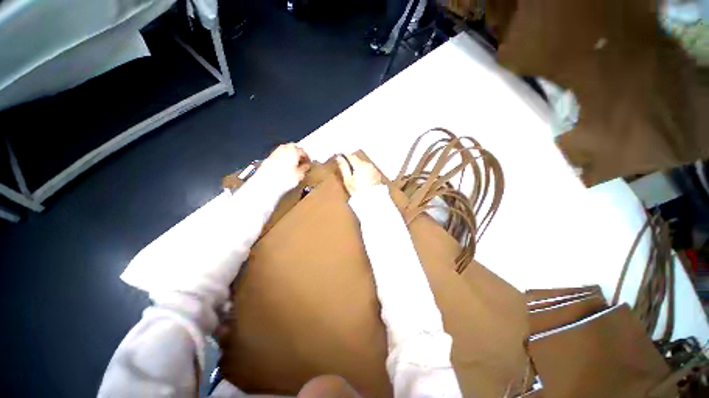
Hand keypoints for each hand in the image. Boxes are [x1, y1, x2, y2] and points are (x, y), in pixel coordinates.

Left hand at [256, 143, 310, 191]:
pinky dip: (283, 158)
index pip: (303, 152)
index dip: (307, 158)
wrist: (266, 183)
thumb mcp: (300, 175)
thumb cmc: (286, 179)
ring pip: (285, 149)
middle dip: (298, 152)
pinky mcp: (269, 158)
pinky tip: (284, 166)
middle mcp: (284, 148)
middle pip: (293, 147)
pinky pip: (279, 155)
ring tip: (293, 163)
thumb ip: (304, 168)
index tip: (309, 163)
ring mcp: (275, 152)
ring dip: (290, 154)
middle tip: (301, 161)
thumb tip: (307, 165)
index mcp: (294, 151)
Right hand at [336, 154, 382, 194]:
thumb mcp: (347, 180)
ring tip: (356, 180)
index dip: (345, 159)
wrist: (373, 201)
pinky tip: (363, 181)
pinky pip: (369, 170)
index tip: (341, 163)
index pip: (350, 156)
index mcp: (360, 165)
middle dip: (353, 165)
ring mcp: (374, 169)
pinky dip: (366, 173)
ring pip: (364, 165)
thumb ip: (343, 167)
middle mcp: (368, 164)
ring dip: (359, 169)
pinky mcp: (377, 174)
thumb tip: (339, 158)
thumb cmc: (358, 192)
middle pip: (358, 160)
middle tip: (348, 175)